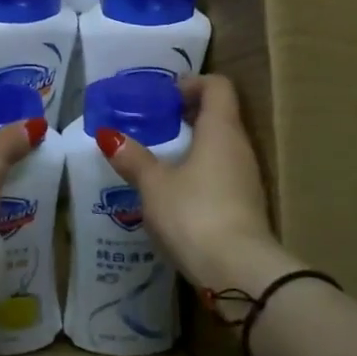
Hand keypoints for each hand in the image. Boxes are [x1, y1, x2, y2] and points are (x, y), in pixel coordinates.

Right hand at [96, 75, 293, 295]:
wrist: (239, 272)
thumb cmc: (194, 213)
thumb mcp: (154, 185)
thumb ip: (133, 158)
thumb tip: (109, 135)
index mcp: (221, 130)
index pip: (217, 86)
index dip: (192, 83)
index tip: (164, 97)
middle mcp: (240, 147)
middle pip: (220, 116)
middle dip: (187, 116)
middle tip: (154, 126)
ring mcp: (247, 178)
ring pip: (221, 147)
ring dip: (193, 146)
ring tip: (159, 159)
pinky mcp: (246, 206)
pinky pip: (222, 174)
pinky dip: (200, 173)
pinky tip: (176, 193)